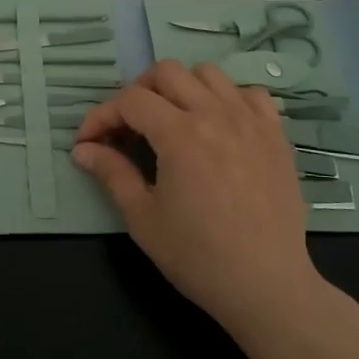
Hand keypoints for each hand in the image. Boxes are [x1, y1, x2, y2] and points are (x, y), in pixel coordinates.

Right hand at [73, 60, 322, 338]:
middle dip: (138, 92)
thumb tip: (82, 150)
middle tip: (129, 126)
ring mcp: (251, 120)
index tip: (88, 142)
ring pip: (209, 73)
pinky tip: (220, 126)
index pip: (130, 100)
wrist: (266, 286)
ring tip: (173, 120)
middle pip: (167, 72)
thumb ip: (112, 173)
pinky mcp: (276, 135)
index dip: (101, 115)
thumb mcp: (143, 218)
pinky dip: (229, 99)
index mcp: (180, 134)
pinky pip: (251, 93)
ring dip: (182, 88)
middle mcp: (216, 114)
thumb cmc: (198, 256)